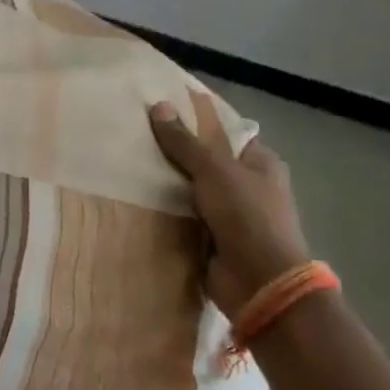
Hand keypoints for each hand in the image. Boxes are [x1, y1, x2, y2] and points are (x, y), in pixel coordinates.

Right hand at [149, 95, 310, 319]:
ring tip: (129, 162)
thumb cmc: (247, 215)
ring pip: (192, 190)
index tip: (161, 111)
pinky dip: (168, 212)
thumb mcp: (214, 169)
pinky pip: (185, 217)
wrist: (260, 284)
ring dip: (168, 185)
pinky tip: (137, 198)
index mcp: (261, 163)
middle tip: (137, 136)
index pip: (225, 132)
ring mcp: (232, 215)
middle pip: (205, 161)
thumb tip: (158, 106)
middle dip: (175, 154)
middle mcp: (249, 186)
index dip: (196, 121)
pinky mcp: (214, 239)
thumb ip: (184, 141)